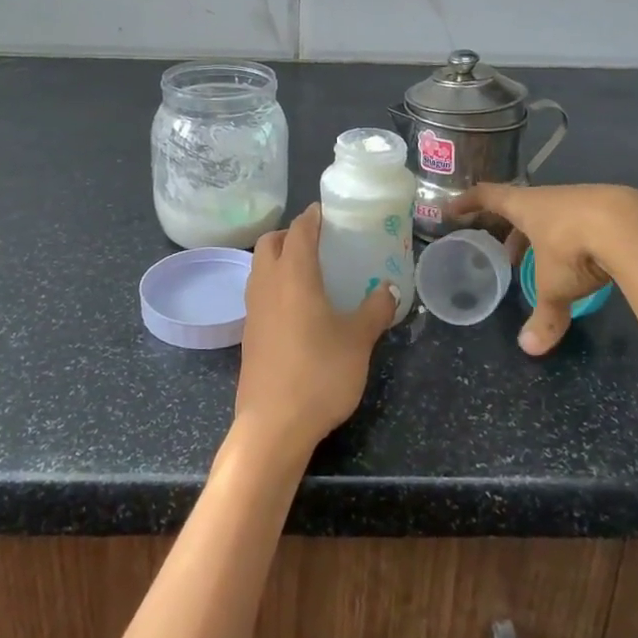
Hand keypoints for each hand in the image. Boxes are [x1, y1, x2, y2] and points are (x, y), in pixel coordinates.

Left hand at [237, 205, 397, 462]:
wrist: (273, 425)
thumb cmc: (320, 374)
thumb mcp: (359, 340)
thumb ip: (375, 310)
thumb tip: (389, 289)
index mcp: (294, 275)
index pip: (299, 230)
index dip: (313, 216)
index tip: (329, 211)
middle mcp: (267, 284)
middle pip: (270, 242)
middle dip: (291, 233)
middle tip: (319, 241)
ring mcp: (253, 309)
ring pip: (259, 266)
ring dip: (278, 258)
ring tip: (309, 270)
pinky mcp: (248, 333)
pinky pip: (259, 292)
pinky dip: (274, 284)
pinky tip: (297, 307)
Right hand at [452, 182, 637, 355]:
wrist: (635, 227)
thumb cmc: (576, 248)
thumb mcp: (555, 286)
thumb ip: (545, 315)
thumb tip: (529, 349)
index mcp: (526, 207)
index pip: (487, 197)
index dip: (467, 202)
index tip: (451, 210)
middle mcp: (550, 198)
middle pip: (521, 208)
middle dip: (511, 231)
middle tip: (506, 255)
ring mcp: (582, 199)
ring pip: (554, 215)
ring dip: (544, 236)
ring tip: (546, 262)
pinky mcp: (612, 208)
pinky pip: (583, 221)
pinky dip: (575, 238)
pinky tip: (588, 260)